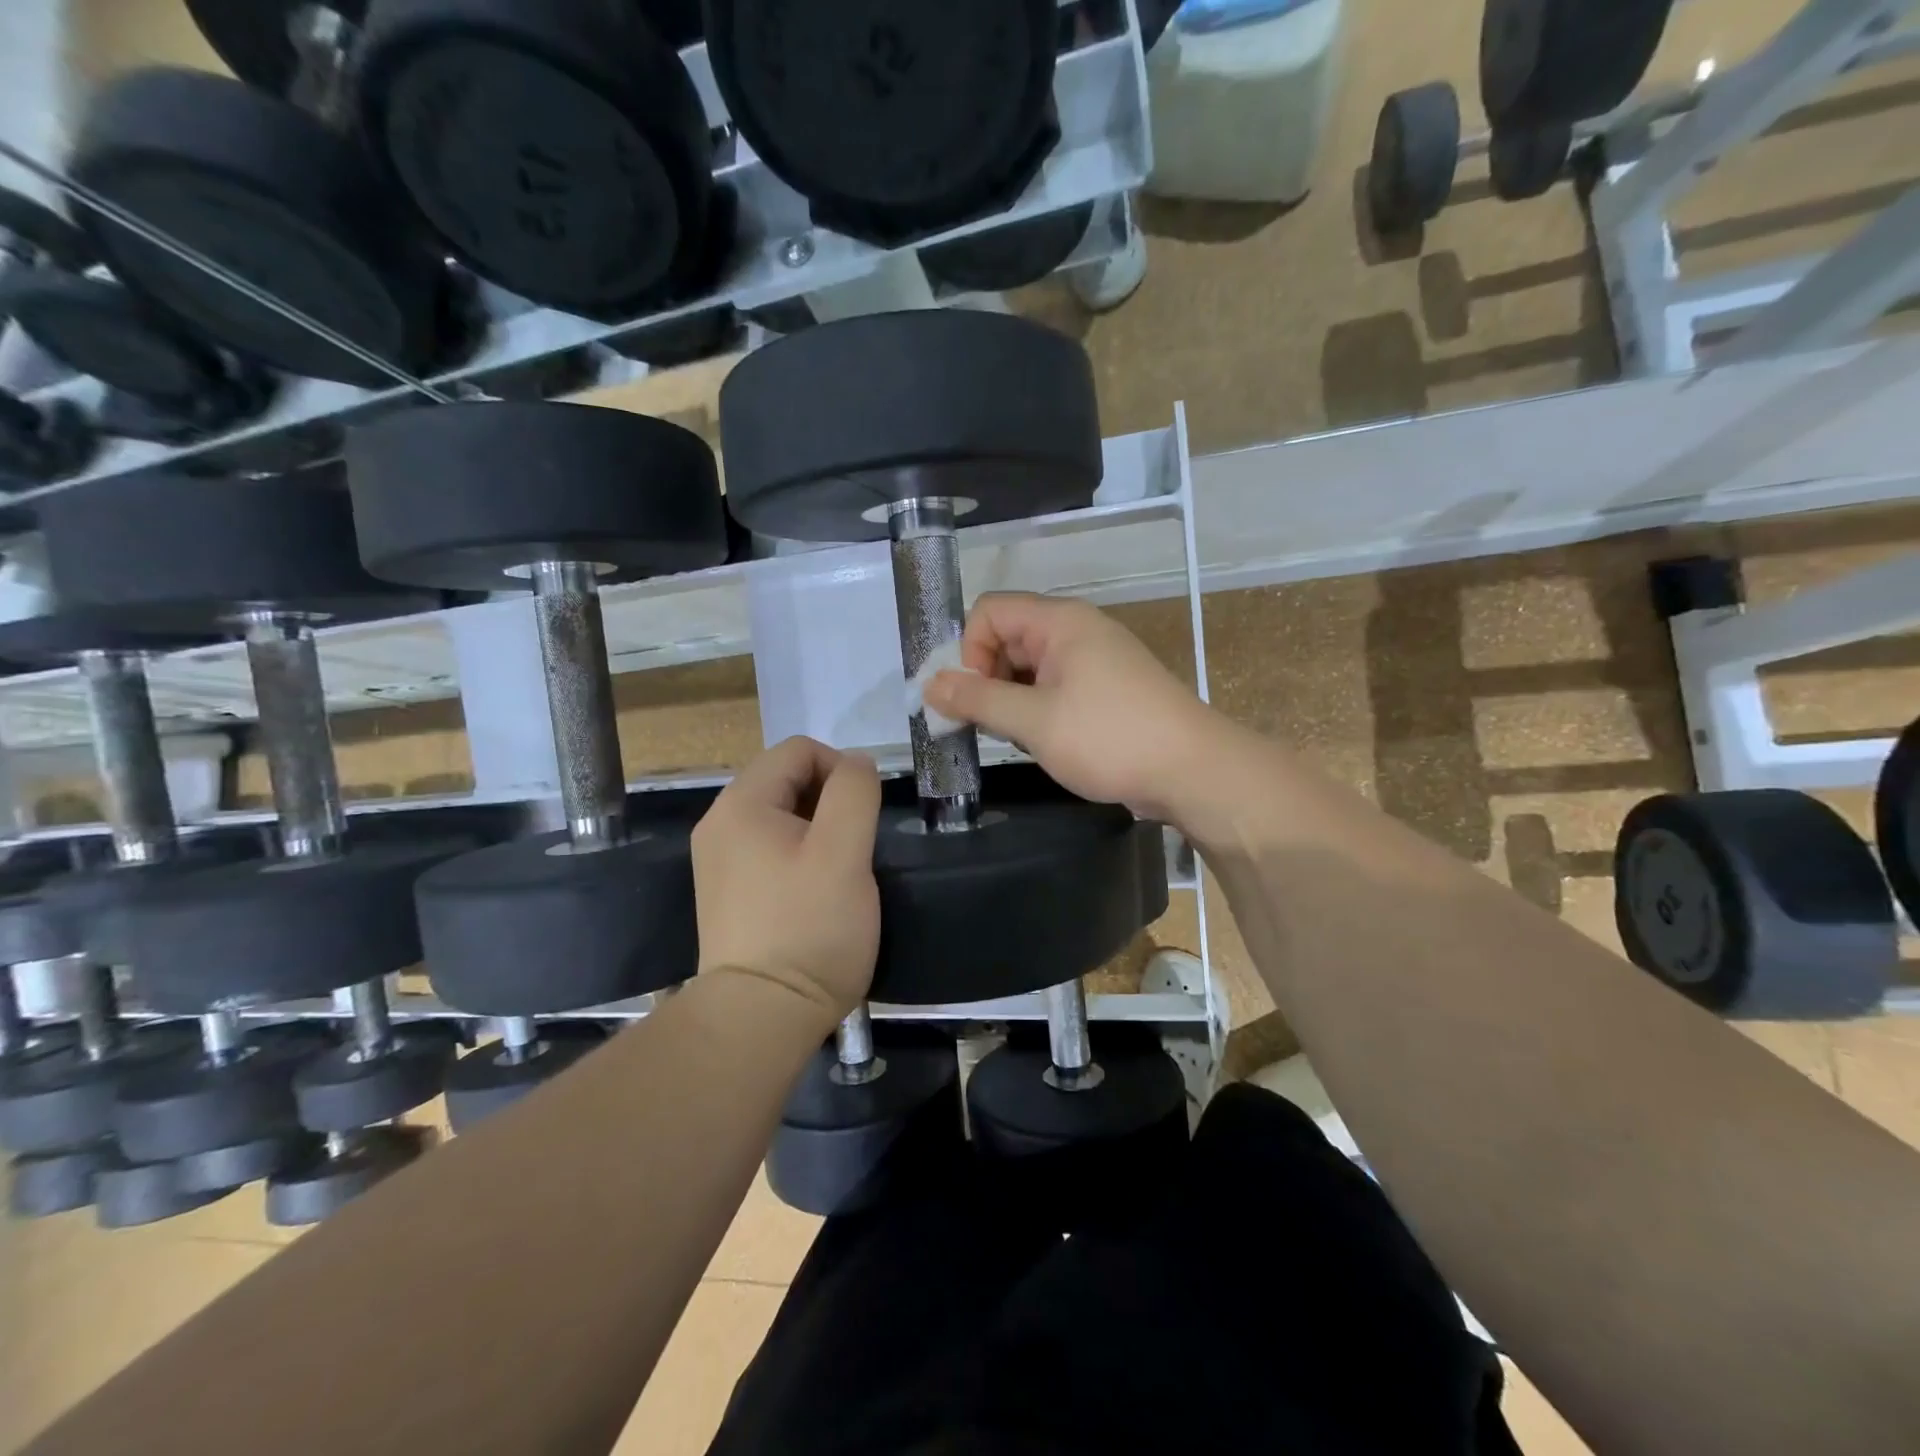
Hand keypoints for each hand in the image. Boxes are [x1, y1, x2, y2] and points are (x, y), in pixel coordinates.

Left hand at [691, 737, 881, 1020]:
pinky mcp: (728, 892)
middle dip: (830, 800)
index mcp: (741, 804)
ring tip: (840, 871)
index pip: (799, 750)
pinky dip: (799, 855)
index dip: (841, 769)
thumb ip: (854, 792)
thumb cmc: (808, 929)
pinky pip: (769, 849)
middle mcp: (720, 824)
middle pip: (787, 779)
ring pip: (781, 816)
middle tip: (855, 846)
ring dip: (819, 829)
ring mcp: (719, 861)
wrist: (759, 1019)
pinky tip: (816, 892)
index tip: (864, 815)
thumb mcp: (845, 851)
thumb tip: (856, 764)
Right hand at [921, 593, 1222, 821]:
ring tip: (1019, 738)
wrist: (1193, 772)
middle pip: (1007, 638)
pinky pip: (1054, 687)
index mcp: (1060, 622)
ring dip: (1011, 700)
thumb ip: (978, 700)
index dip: (969, 651)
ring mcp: (1094, 660)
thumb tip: (929, 685)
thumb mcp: (1034, 721)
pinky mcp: (1106, 690)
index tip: (973, 698)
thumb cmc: (1110, 738)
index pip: (989, 612)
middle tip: (987, 726)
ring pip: (1029, 668)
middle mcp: (1076, 631)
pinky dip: (1037, 710)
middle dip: (986, 679)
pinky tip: (1043, 742)